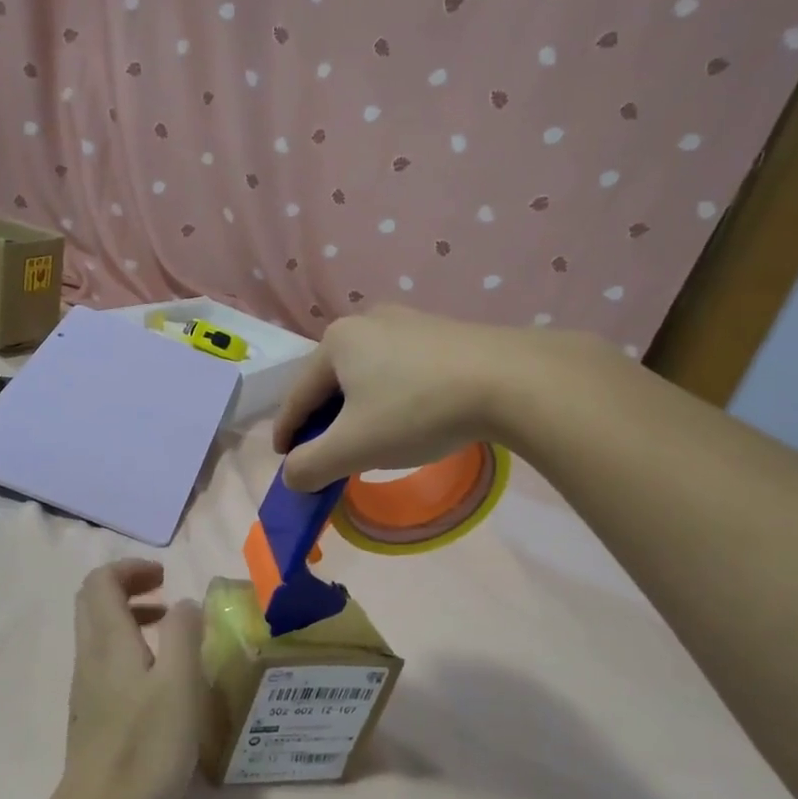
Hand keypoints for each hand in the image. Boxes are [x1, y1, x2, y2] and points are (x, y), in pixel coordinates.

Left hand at [63, 560, 205, 798]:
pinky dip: (129, 646)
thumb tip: (185, 604)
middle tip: (166, 595)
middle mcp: (90, 655)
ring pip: (98, 630)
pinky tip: (159, 676)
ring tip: (170, 630)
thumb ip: (184, 633)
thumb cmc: (147, 746)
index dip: (131, 568)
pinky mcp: (92, 710)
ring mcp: (87, 685)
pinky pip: (105, 658)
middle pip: (94, 600)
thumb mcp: (180, 684)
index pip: (101, 581)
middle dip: (128, 586)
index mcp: (108, 640)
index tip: (166, 577)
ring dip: (130, 616)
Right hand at [274, 305, 529, 492]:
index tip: (284, 462)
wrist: (513, 381)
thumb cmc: (417, 411)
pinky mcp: (442, 333)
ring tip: (367, 441)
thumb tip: (291, 476)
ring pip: (366, 376)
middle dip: (324, 422)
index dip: (286, 433)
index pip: (297, 396)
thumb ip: (310, 465)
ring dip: (358, 411)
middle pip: (331, 383)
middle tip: (328, 456)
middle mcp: (366, 322)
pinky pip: (399, 371)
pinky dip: (390, 399)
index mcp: (336, 342)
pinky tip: (406, 419)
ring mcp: (408, 322)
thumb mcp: (354, 447)